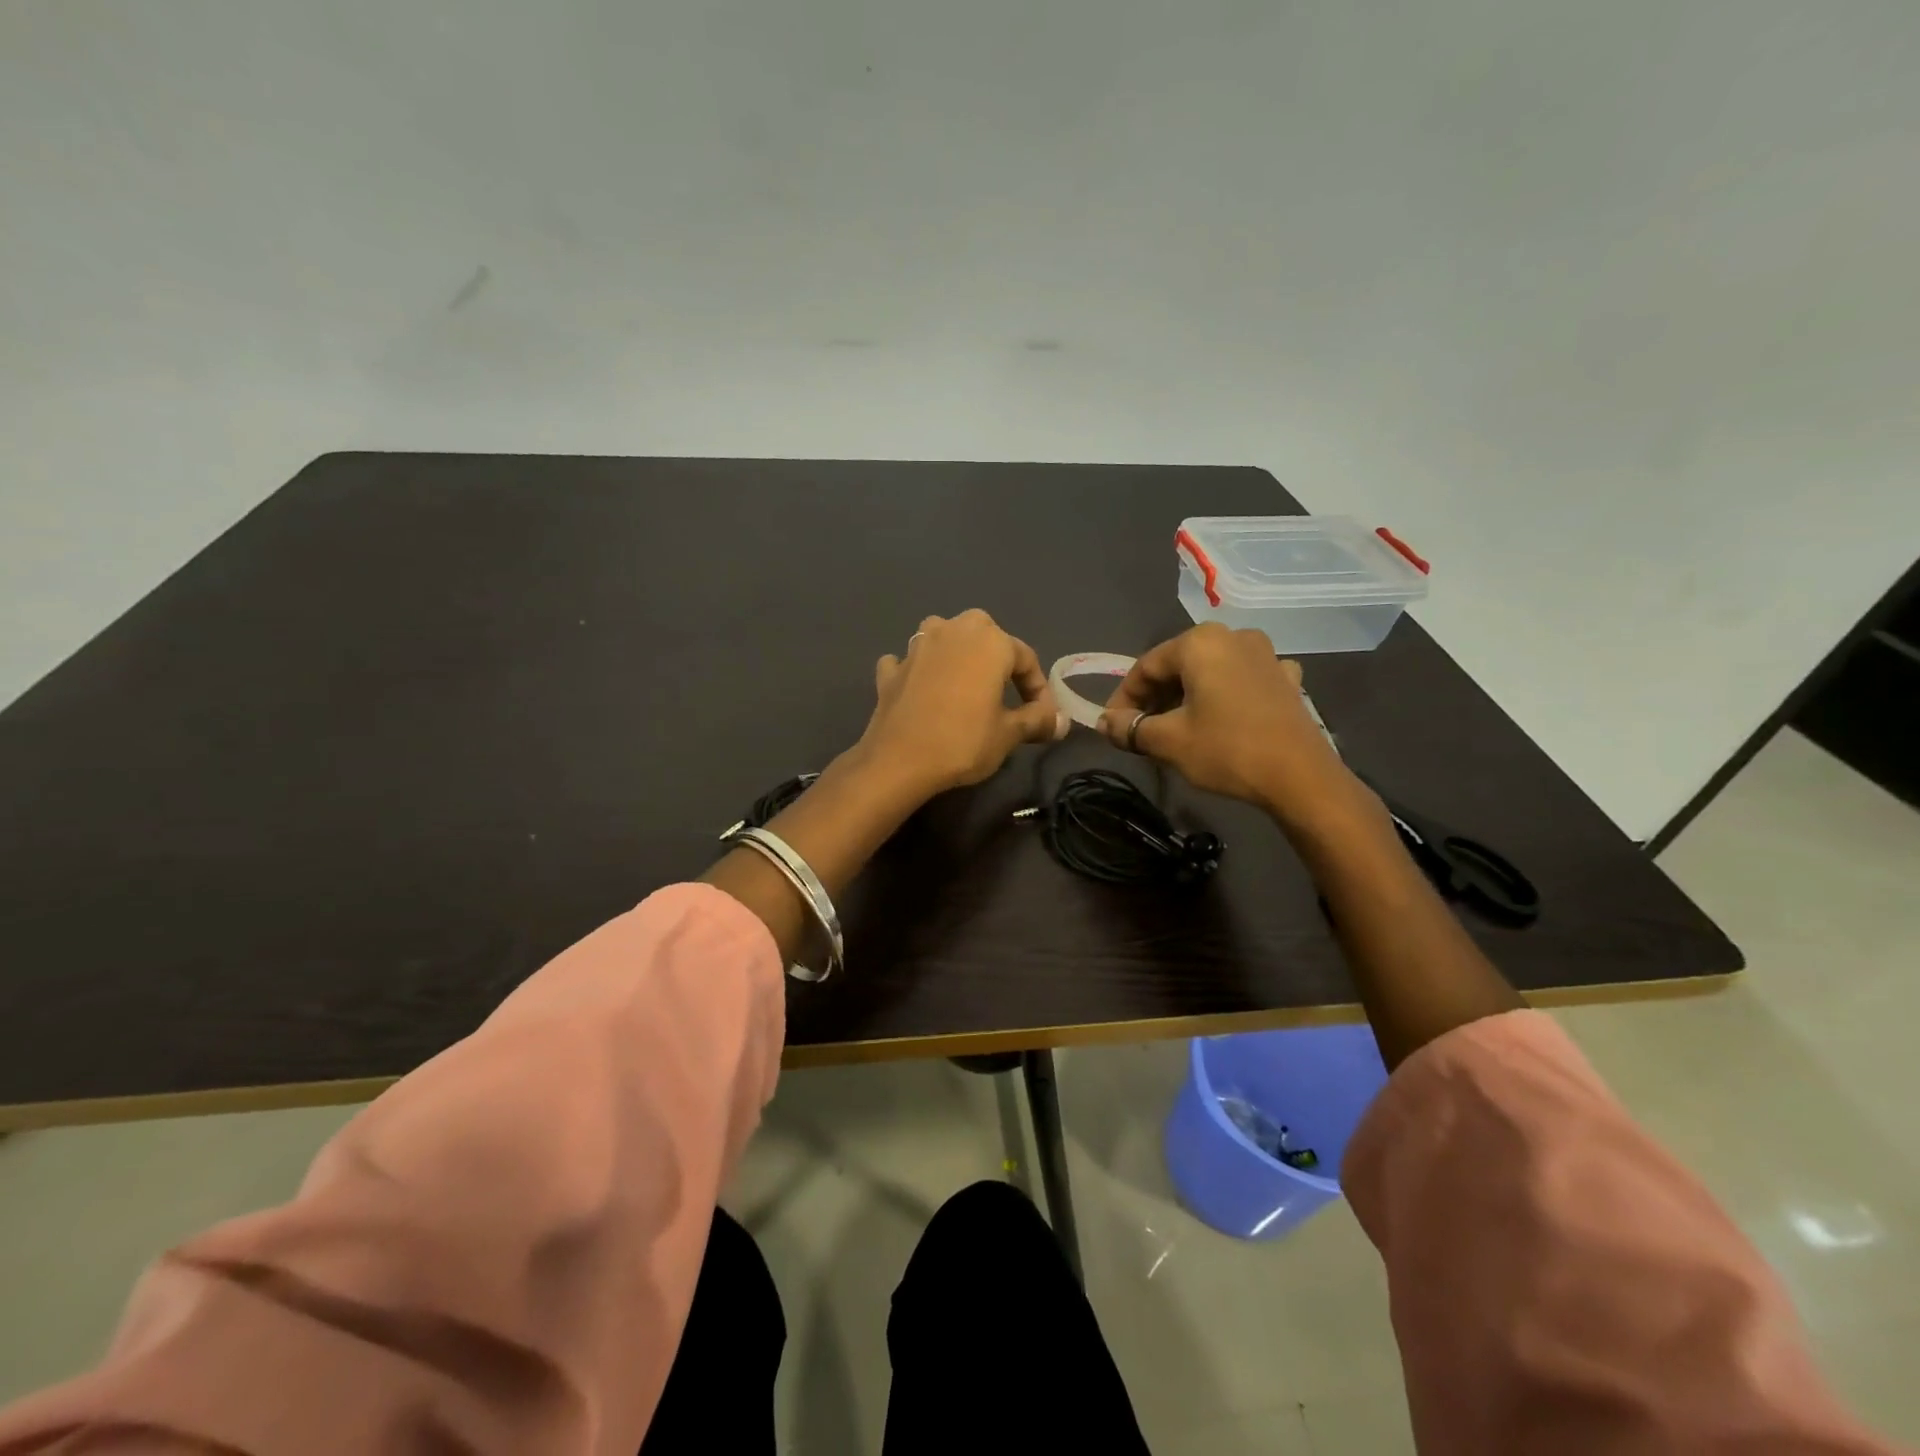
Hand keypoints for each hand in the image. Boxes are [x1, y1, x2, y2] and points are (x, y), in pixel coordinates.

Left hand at [854, 610, 1068, 800]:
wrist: (900, 760)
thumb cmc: (964, 742)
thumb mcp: (1009, 734)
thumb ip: (1038, 720)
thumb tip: (1062, 722)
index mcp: (989, 640)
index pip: (1026, 658)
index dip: (1038, 688)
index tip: (1042, 716)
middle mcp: (953, 630)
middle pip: (984, 636)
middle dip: (997, 659)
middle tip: (1004, 692)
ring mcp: (916, 647)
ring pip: (943, 638)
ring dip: (954, 654)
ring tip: (963, 684)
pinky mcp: (891, 669)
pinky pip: (909, 661)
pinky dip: (917, 671)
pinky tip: (921, 690)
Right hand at [1096, 624, 1363, 825]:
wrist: (1301, 778)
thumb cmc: (1227, 750)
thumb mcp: (1168, 741)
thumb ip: (1130, 727)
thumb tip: (1104, 723)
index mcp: (1200, 642)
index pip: (1145, 666)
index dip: (1123, 698)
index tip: (1112, 726)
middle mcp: (1233, 636)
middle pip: (1178, 666)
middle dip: (1154, 698)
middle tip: (1140, 731)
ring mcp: (1266, 655)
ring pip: (1210, 672)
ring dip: (1186, 697)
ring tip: (1174, 729)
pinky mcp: (1286, 679)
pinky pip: (1241, 681)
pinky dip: (1222, 697)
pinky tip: (1220, 719)